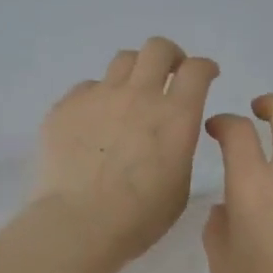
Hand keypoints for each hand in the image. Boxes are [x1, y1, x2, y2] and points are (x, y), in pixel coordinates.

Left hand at [33, 38, 219, 270]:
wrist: (78, 223)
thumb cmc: (138, 218)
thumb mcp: (179, 187)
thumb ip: (179, 150)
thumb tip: (169, 135)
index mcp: (176, 116)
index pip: (197, 70)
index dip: (205, 67)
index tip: (206, 74)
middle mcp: (139, 95)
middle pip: (158, 49)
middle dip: (170, 56)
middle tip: (170, 73)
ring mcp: (99, 96)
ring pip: (122, 61)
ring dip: (134, 71)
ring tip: (130, 94)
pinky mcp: (66, 106)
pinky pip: (87, 88)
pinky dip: (98, 98)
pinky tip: (95, 122)